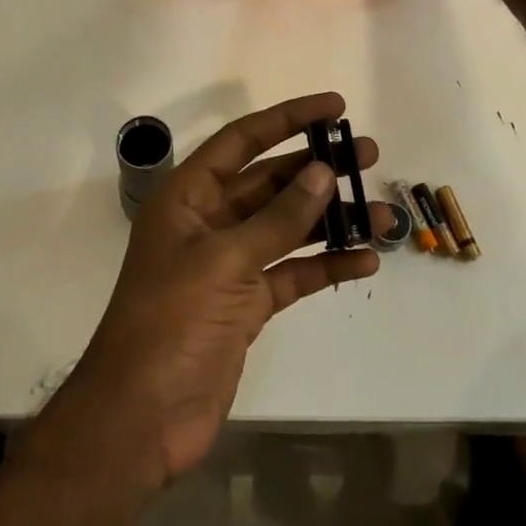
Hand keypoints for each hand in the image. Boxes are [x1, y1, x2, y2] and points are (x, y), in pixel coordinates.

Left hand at [65, 93, 384, 486]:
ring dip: (332, 220)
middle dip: (318, 168)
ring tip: (383, 216)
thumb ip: (277, 218)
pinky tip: (364, 262)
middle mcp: (209, 222)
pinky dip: (326, 266)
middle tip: (369, 155)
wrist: (142, 418)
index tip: (335, 107)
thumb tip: (322, 172)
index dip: (288, 119)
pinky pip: (293, 273)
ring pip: (288, 228)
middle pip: (270, 182)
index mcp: (188, 197)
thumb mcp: (224, 261)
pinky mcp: (246, 305)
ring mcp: (229, 265)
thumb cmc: (171, 323)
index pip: (242, 141)